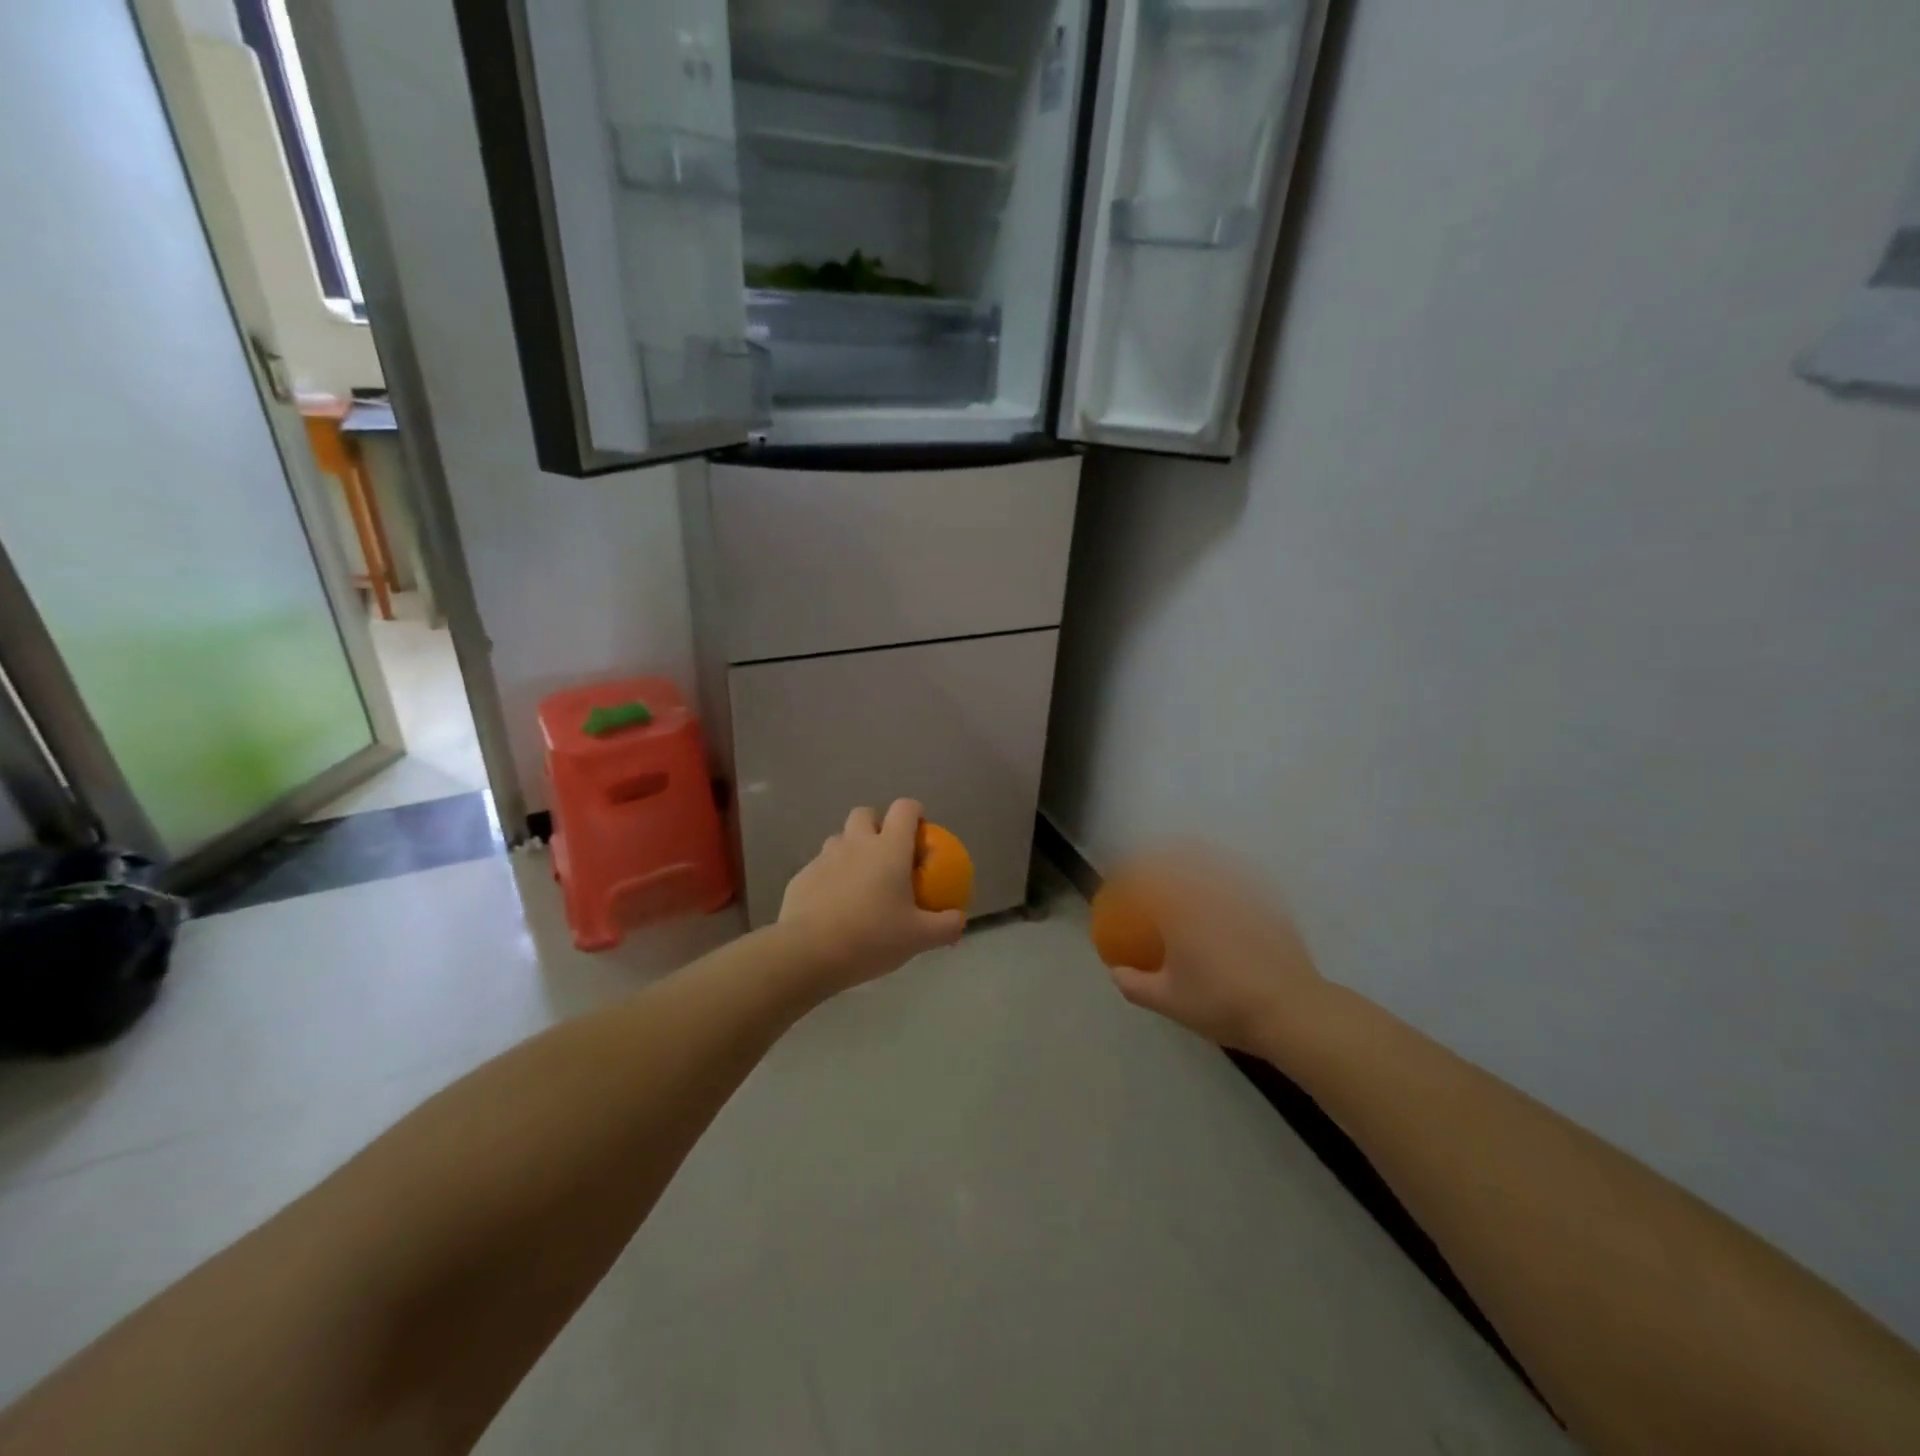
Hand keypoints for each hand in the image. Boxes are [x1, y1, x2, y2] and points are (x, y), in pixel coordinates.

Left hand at [778, 800, 965, 994]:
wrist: (808, 953)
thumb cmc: (872, 937)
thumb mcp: (918, 938)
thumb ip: (945, 926)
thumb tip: (959, 920)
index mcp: (889, 848)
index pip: (905, 809)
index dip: (915, 813)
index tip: (921, 832)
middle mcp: (856, 843)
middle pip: (865, 814)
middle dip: (877, 825)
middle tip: (887, 854)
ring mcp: (824, 857)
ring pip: (840, 839)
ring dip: (852, 850)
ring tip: (860, 881)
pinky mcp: (801, 877)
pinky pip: (820, 867)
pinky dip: (831, 877)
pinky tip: (835, 906)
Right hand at [1104, 847, 1329, 1057]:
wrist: (1290, 1011)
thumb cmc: (1221, 1003)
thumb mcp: (1169, 1001)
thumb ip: (1135, 985)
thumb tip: (1116, 972)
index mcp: (1180, 909)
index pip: (1149, 875)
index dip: (1132, 869)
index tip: (1123, 874)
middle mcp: (1209, 892)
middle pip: (1182, 857)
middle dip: (1164, 857)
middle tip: (1153, 867)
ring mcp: (1243, 895)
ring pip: (1214, 864)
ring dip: (1196, 860)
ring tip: (1188, 867)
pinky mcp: (1270, 906)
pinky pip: (1241, 879)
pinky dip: (1227, 876)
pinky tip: (1226, 889)